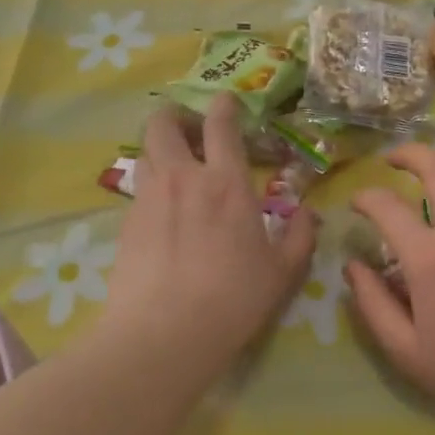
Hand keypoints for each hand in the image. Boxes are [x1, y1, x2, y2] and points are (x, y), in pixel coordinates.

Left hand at [97, 96, 315, 382]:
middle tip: (187, 125)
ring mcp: (149, 199)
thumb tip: (309, 213)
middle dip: (174, 114)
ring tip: (174, 165)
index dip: (223, 105)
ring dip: (160, 149)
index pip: (221, 126)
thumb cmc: (234, 299)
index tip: (226, 100)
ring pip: (145, 153)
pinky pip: (138, 189)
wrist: (164, 334)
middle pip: (164, 125)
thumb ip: (300, 236)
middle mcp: (183, 179)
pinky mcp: (126, 223)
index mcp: (227, 184)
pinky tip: (162, 211)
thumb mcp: (282, 272)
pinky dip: (151, 186)